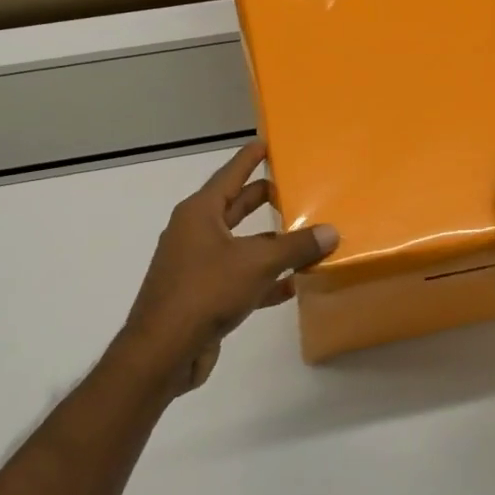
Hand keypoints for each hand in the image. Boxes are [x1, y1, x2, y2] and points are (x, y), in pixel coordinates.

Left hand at [114, 141, 336, 396]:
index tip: (266, 142)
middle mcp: (195, 233)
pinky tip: (292, 285)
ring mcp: (197, 266)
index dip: (249, 158)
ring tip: (305, 236)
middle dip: (264, 199)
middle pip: (236, 208)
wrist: (163, 351)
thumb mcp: (257, 264)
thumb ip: (296, 247)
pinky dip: (264, 278)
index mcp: (200, 213)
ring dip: (270, 243)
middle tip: (294, 188)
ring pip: (241, 245)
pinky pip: (239, 277)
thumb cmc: (205, 292)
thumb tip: (331, 232)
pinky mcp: (202, 296)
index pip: (230, 175)